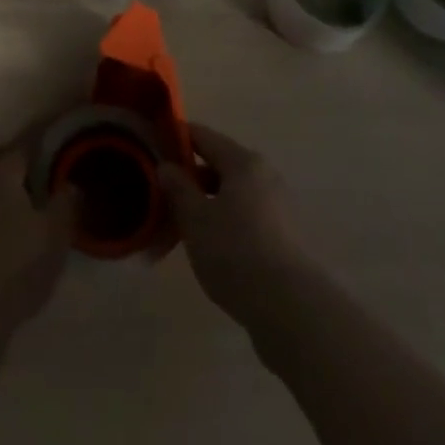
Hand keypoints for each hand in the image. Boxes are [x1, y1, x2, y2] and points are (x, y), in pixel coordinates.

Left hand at [0, 143, 76, 333]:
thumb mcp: (55, 235)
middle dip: (16, 159)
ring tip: (22, 197)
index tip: (55, 146)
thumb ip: (66, 203)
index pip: (24, 145)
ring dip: (0, 181)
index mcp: (3, 171)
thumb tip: (71, 183)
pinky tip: (2, 220)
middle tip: (38, 171)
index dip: (41, 144)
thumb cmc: (17, 265)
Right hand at [161, 122, 315, 329]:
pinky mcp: (286, 235)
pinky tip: (212, 248)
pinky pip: (247, 216)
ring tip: (184, 229)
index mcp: (243, 162)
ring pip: (233, 194)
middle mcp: (265, 175)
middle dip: (191, 179)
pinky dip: (227, 223)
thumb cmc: (235, 253)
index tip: (154, 149)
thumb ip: (178, 188)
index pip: (203, 136)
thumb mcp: (195, 219)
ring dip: (208, 204)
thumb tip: (167, 165)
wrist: (291, 308)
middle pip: (220, 166)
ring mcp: (279, 206)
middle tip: (164, 198)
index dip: (176, 139)